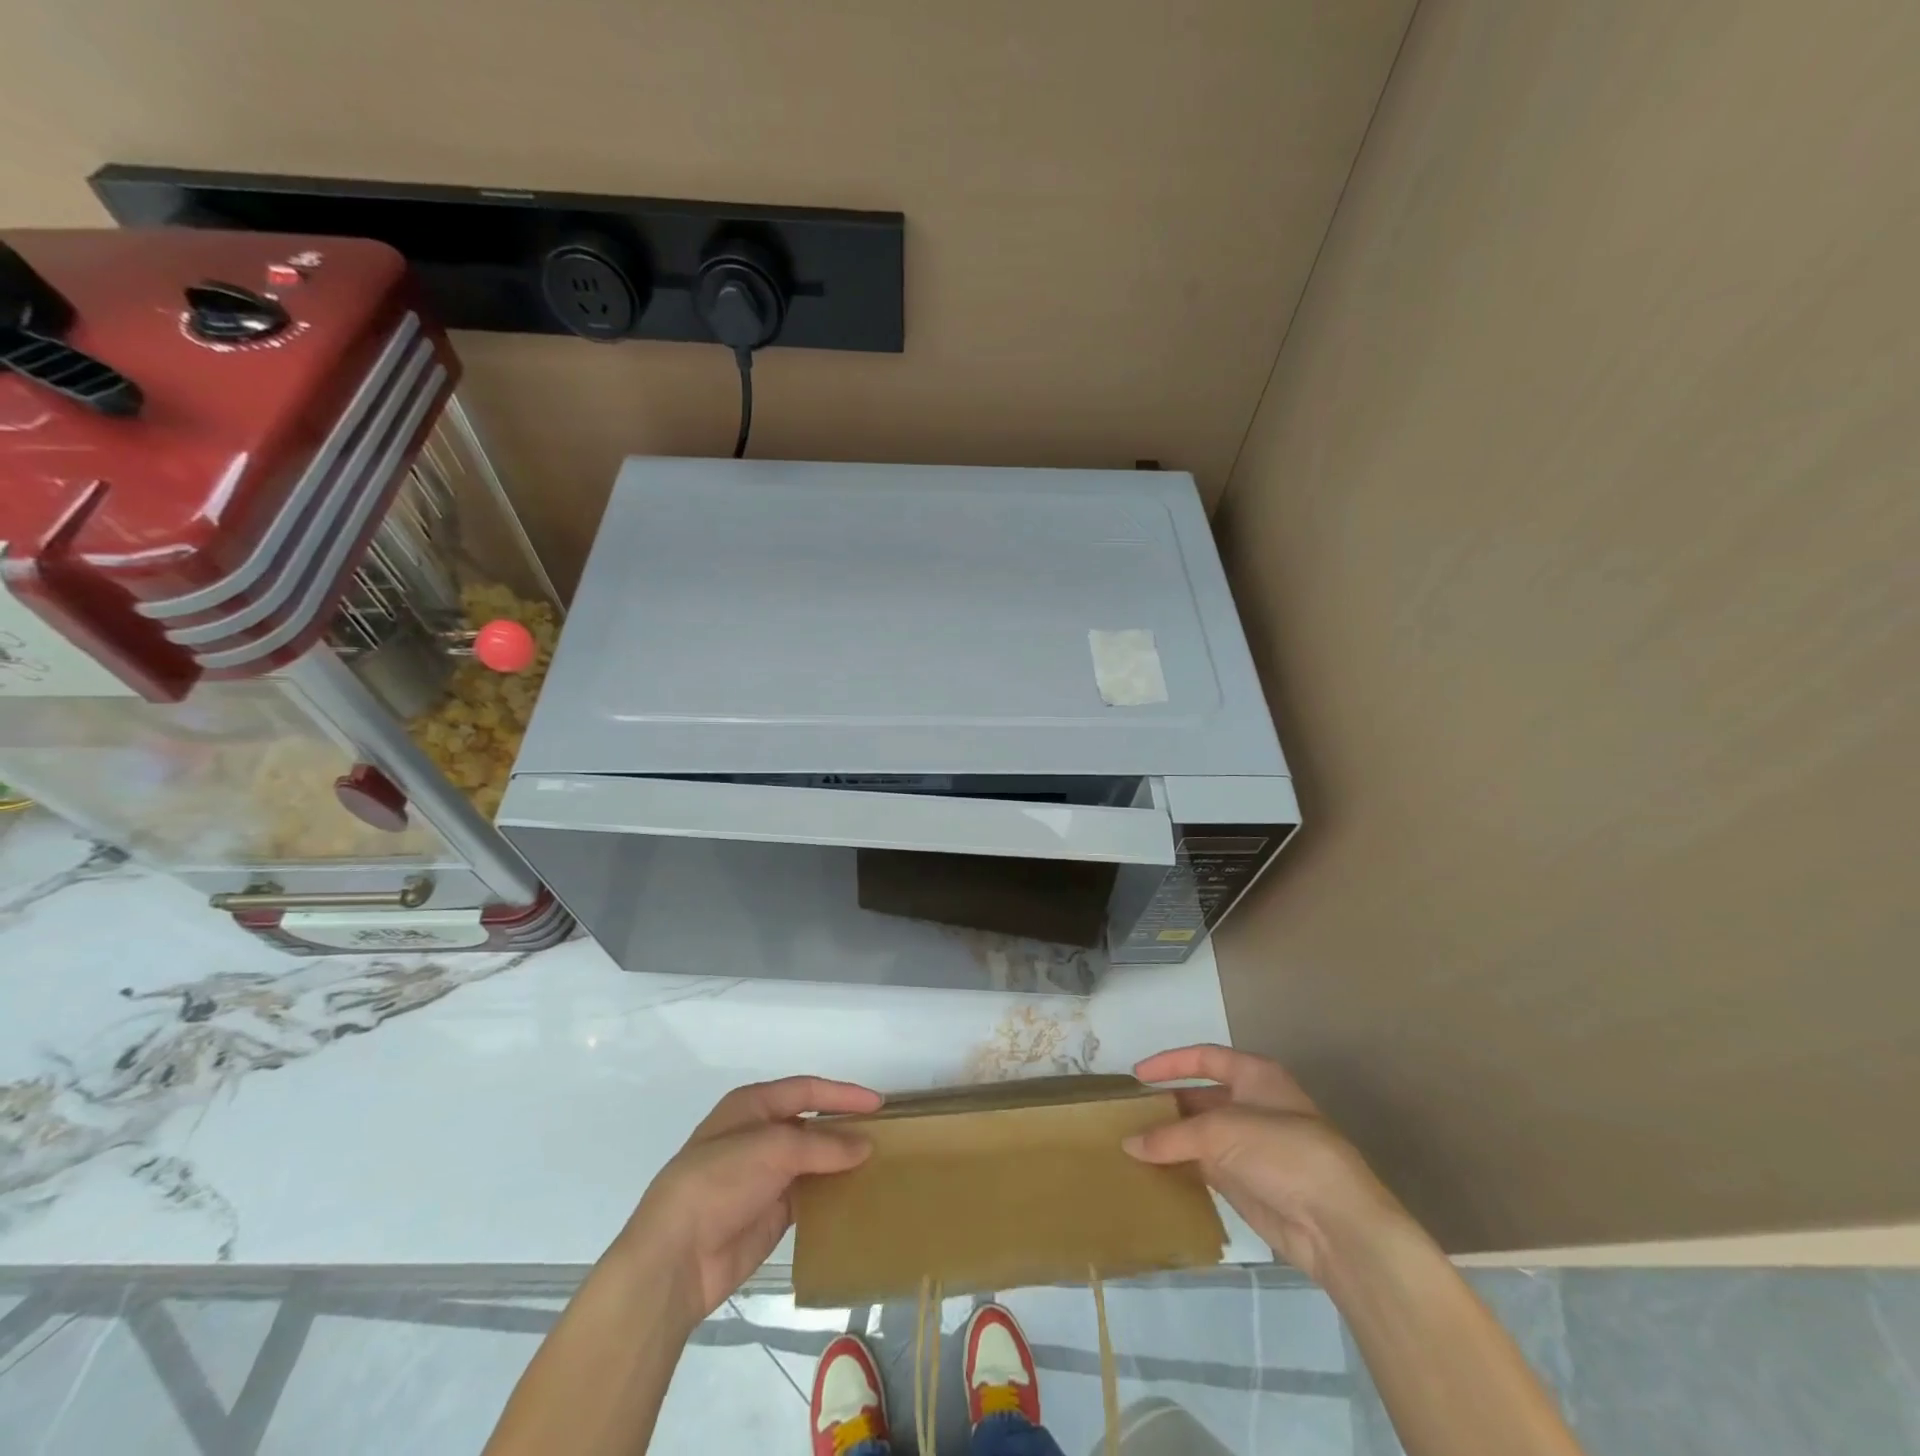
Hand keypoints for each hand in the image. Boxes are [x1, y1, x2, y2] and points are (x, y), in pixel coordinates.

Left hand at [616, 1076, 881, 1332]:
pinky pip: (810, 1196)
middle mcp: (759, 1135)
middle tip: (886, 1134)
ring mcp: (765, 1176)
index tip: (879, 1104)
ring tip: (880, 1164)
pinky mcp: (771, 1213)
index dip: (843, 1094)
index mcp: (752, 1106)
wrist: (675, 1259)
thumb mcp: (771, 1149)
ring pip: (813, 1161)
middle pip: (811, 1124)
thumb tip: (865, 1146)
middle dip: (845, 1127)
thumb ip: (822, 1145)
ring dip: (841, 1162)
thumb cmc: (717, 1183)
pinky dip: (833, 1194)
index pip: (806, 1091)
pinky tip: (858, 1196)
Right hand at [1126, 1044, 1400, 1282]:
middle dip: (1167, 1106)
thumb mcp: (1222, 1132)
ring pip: (1201, 1136)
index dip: (1170, 1062)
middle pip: (1201, 1098)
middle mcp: (1252, 1106)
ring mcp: (1251, 1148)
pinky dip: (1181, 1168)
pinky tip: (1154, 1173)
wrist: (1337, 1225)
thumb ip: (1172, 1136)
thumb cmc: (1284, 1154)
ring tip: (1132, 1144)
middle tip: (1128, 1115)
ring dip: (1171, 1140)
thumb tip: (1129, 1144)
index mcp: (1256, 1076)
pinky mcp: (1248, 1185)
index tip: (1136, 1076)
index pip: (1205, 1058)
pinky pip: (1205, 1169)